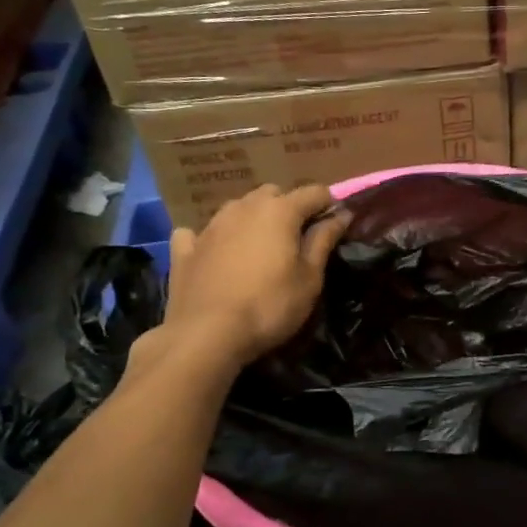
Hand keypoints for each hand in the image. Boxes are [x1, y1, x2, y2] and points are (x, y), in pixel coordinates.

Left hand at [159, 184, 351, 363]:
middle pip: (273, 194)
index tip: (337, 224)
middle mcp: (243, 207)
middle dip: (288, 208)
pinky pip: (199, 232)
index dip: (329, 204)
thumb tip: (341, 214)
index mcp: (279, 211)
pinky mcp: (185, 249)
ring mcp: (210, 226)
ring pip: (238, 208)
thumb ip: (324, 241)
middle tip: (297, 238)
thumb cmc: (270, 306)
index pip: (313, 192)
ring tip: (260, 247)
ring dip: (252, 219)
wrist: (206, 334)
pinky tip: (214, 253)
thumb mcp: (310, 278)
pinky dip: (211, 239)